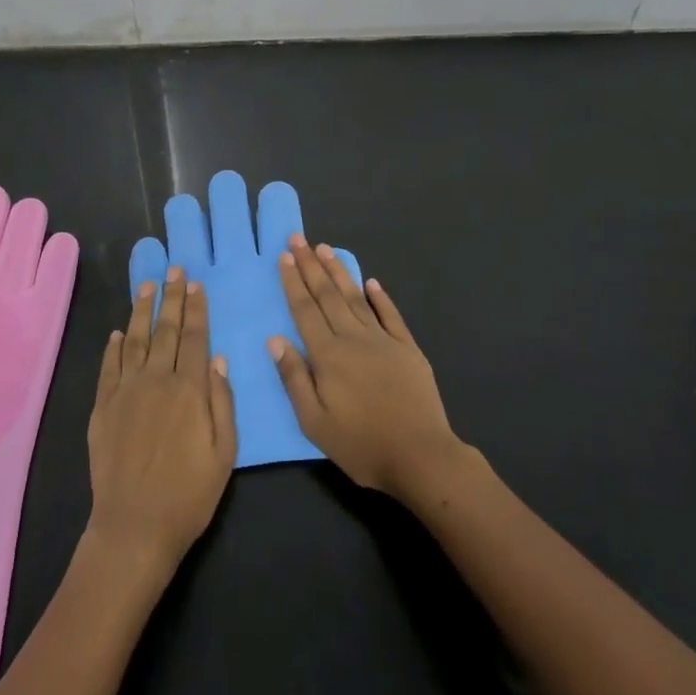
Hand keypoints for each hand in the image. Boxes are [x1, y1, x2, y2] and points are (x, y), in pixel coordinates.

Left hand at [86, 266, 237, 570]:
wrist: (134, 526)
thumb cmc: (189, 494)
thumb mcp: (224, 452)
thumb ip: (222, 402)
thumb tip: (218, 359)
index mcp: (190, 389)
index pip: (196, 337)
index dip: (197, 309)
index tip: (196, 284)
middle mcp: (157, 380)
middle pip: (166, 330)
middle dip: (172, 297)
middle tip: (174, 269)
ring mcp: (126, 391)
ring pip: (135, 339)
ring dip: (142, 310)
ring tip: (147, 285)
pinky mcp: (103, 407)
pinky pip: (109, 367)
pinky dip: (113, 346)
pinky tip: (116, 332)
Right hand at [270, 237, 465, 499]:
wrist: (420, 456)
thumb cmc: (361, 445)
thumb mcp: (315, 422)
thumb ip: (294, 378)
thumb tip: (275, 339)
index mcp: (328, 355)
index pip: (305, 310)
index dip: (293, 282)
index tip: (284, 256)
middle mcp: (353, 338)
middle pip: (327, 296)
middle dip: (311, 265)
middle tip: (299, 238)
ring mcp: (383, 340)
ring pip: (355, 298)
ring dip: (339, 272)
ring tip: (326, 249)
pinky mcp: (408, 348)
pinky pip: (390, 315)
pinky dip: (381, 297)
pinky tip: (371, 282)